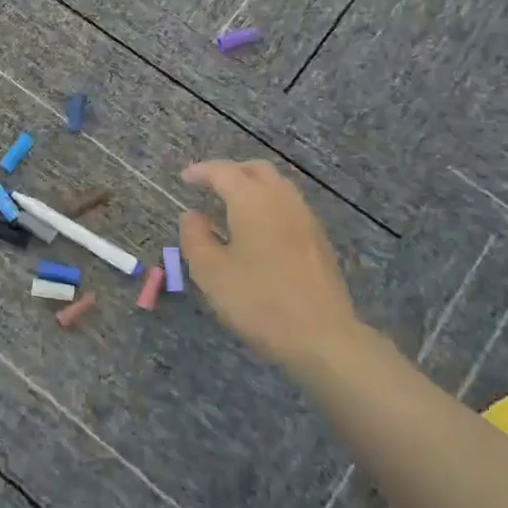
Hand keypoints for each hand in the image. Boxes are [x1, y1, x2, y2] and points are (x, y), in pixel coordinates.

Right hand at [179, 159, 361, 364]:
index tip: (184, 178)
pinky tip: (257, 231)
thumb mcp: (210, 272)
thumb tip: (193, 215)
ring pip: (277, 186)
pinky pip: (289, 206)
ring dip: (252, 187)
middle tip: (209, 186)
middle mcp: (282, 200)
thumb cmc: (259, 301)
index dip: (201, 171)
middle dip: (230, 172)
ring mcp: (306, 219)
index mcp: (253, 201)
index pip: (223, 172)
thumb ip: (195, 237)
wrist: (322, 337)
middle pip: (256, 170)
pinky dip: (268, 205)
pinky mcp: (319, 240)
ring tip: (231, 208)